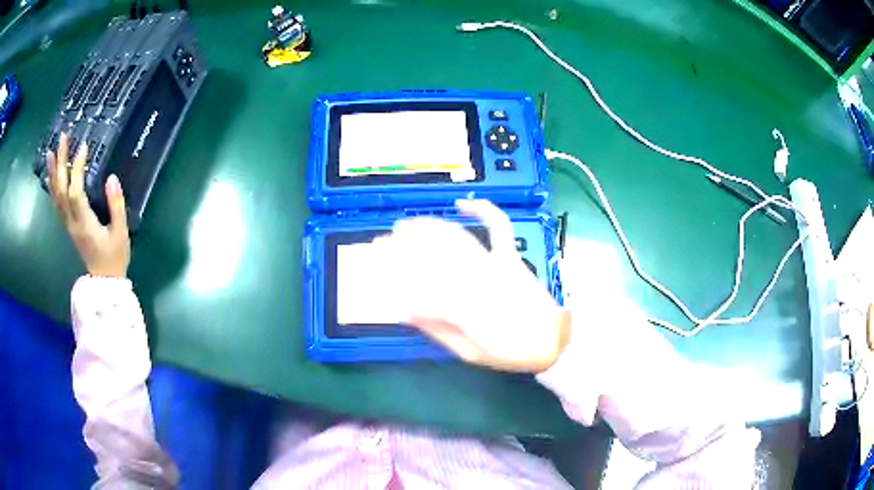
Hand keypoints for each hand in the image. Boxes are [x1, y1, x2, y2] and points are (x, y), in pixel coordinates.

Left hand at [47, 133, 129, 278]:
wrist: (105, 281)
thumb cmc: (114, 257)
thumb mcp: (121, 232)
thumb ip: (116, 205)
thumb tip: (112, 178)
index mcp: (84, 223)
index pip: (75, 192)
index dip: (77, 169)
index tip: (84, 147)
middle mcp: (72, 222)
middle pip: (62, 190)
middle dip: (61, 162)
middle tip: (63, 137)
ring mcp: (68, 224)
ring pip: (56, 196)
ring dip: (52, 173)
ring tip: (50, 151)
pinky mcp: (68, 225)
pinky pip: (57, 203)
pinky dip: (52, 188)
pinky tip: (49, 177)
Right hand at [378, 199, 570, 372]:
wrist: (553, 341)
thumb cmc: (511, 351)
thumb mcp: (470, 351)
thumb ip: (438, 329)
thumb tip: (404, 311)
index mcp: (464, 305)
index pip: (419, 286)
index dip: (395, 278)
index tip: (377, 275)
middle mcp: (477, 278)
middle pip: (432, 254)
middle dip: (403, 246)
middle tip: (381, 242)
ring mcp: (495, 262)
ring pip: (456, 236)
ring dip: (427, 226)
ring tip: (404, 224)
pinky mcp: (510, 256)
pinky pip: (498, 227)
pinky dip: (483, 210)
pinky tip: (462, 203)